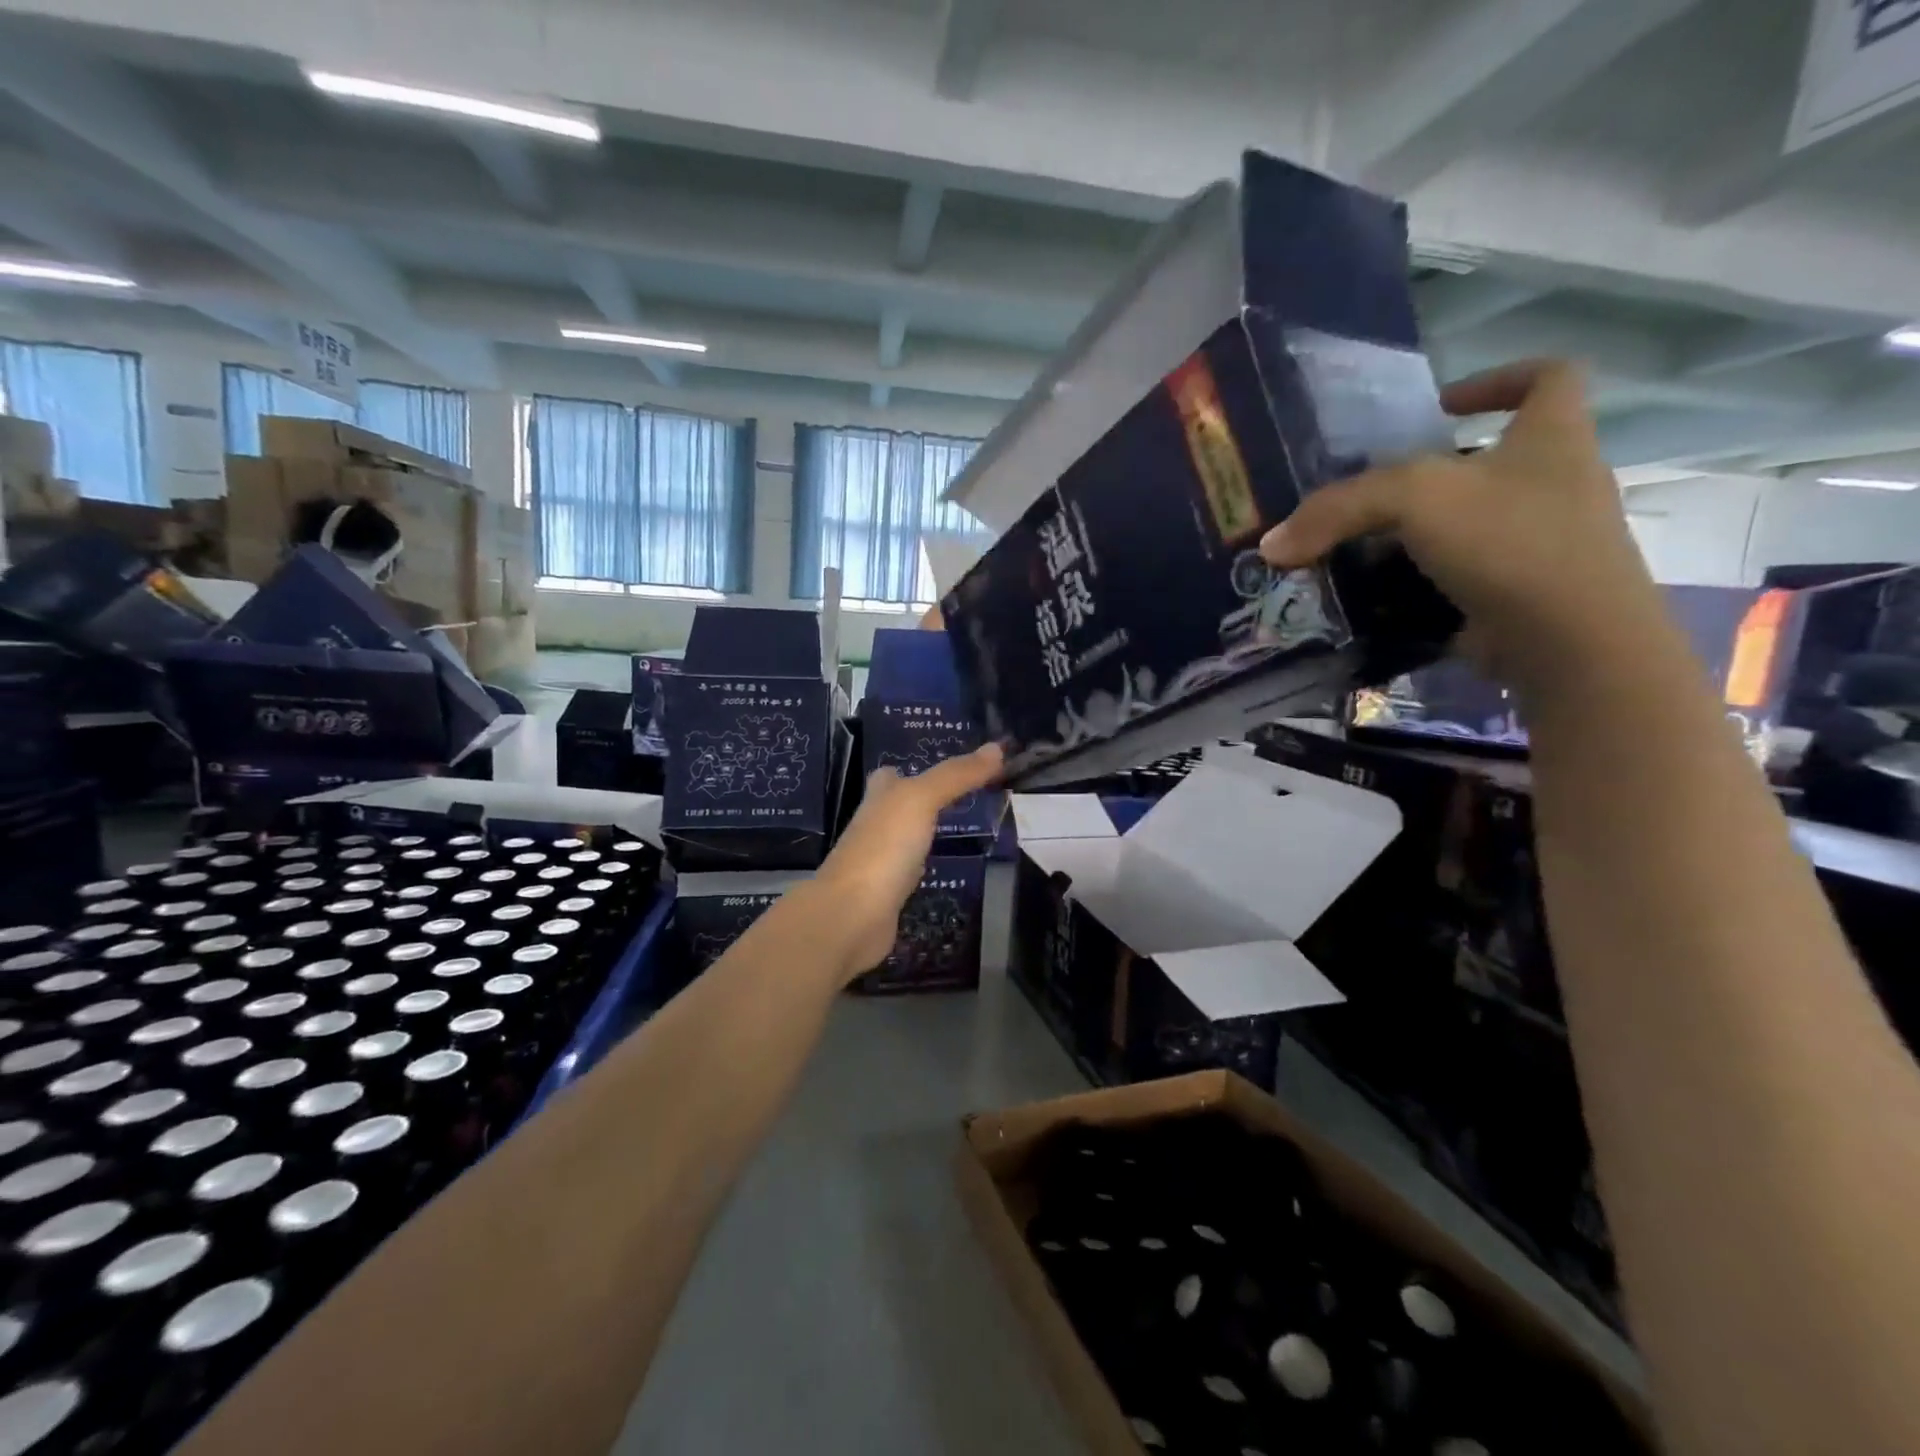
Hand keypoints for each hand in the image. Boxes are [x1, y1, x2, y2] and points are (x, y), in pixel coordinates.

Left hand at [811, 743, 1004, 978]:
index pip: (892, 776)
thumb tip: (997, 747)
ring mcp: (879, 863)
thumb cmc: (884, 847)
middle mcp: (875, 826)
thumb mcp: (921, 799)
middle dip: (923, 802)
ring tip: (965, 829)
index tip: (950, 769)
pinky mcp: (887, 896)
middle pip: (899, 807)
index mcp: (878, 798)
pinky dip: (925, 869)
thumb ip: (956, 775)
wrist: (851, 916)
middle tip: (967, 797)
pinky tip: (944, 870)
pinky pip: (910, 874)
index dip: (913, 769)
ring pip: (906, 841)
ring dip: (927, 835)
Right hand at [1259, 360, 1665, 689]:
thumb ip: (1337, 510)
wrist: (1569, 642)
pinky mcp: (1520, 596)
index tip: (1439, 406)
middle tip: (1366, 497)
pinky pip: (1460, 579)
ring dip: (1416, 536)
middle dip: (1428, 477)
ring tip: (1356, 551)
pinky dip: (1419, 586)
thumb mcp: (1413, 500)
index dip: (1497, 379)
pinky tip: (1375, 598)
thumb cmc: (1508, 541)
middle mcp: (1556, 484)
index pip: (1548, 377)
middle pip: (1489, 462)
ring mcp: (1542, 544)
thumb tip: (1271, 546)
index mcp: (1553, 437)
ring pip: (1470, 525)